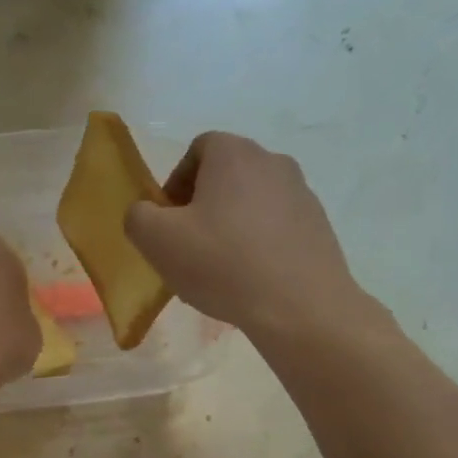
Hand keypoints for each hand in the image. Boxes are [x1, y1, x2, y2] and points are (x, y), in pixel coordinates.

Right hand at [125, 132, 366, 342]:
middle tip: (189, 246)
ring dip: (232, 225)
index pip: (197, 150)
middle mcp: (273, 161)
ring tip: (220, 268)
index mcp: (233, 153)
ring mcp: (302, 193)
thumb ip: (138, 216)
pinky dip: (259, 244)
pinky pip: (277, 227)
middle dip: (203, 205)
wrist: (299, 307)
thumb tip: (146, 213)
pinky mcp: (319, 226)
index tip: (168, 221)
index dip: (175, 183)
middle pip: (227, 175)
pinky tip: (251, 279)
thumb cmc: (222, 264)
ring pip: (253, 202)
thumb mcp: (157, 241)